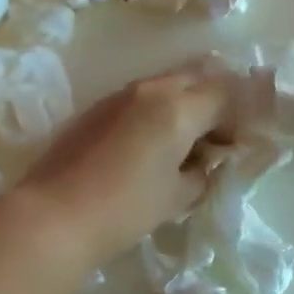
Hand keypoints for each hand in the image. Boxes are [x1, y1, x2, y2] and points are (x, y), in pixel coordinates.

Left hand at [14, 68, 233, 267]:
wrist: (54, 215)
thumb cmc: (125, 208)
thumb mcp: (177, 196)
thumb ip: (201, 173)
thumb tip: (204, 163)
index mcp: (178, 107)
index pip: (226, 93)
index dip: (240, 117)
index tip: (236, 145)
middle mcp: (151, 90)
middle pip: (197, 78)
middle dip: (215, 102)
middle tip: (216, 139)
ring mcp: (119, 95)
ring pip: (167, 85)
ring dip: (185, 105)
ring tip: (184, 145)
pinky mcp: (97, 108)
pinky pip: (140, 99)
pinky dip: (157, 112)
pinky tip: (150, 147)